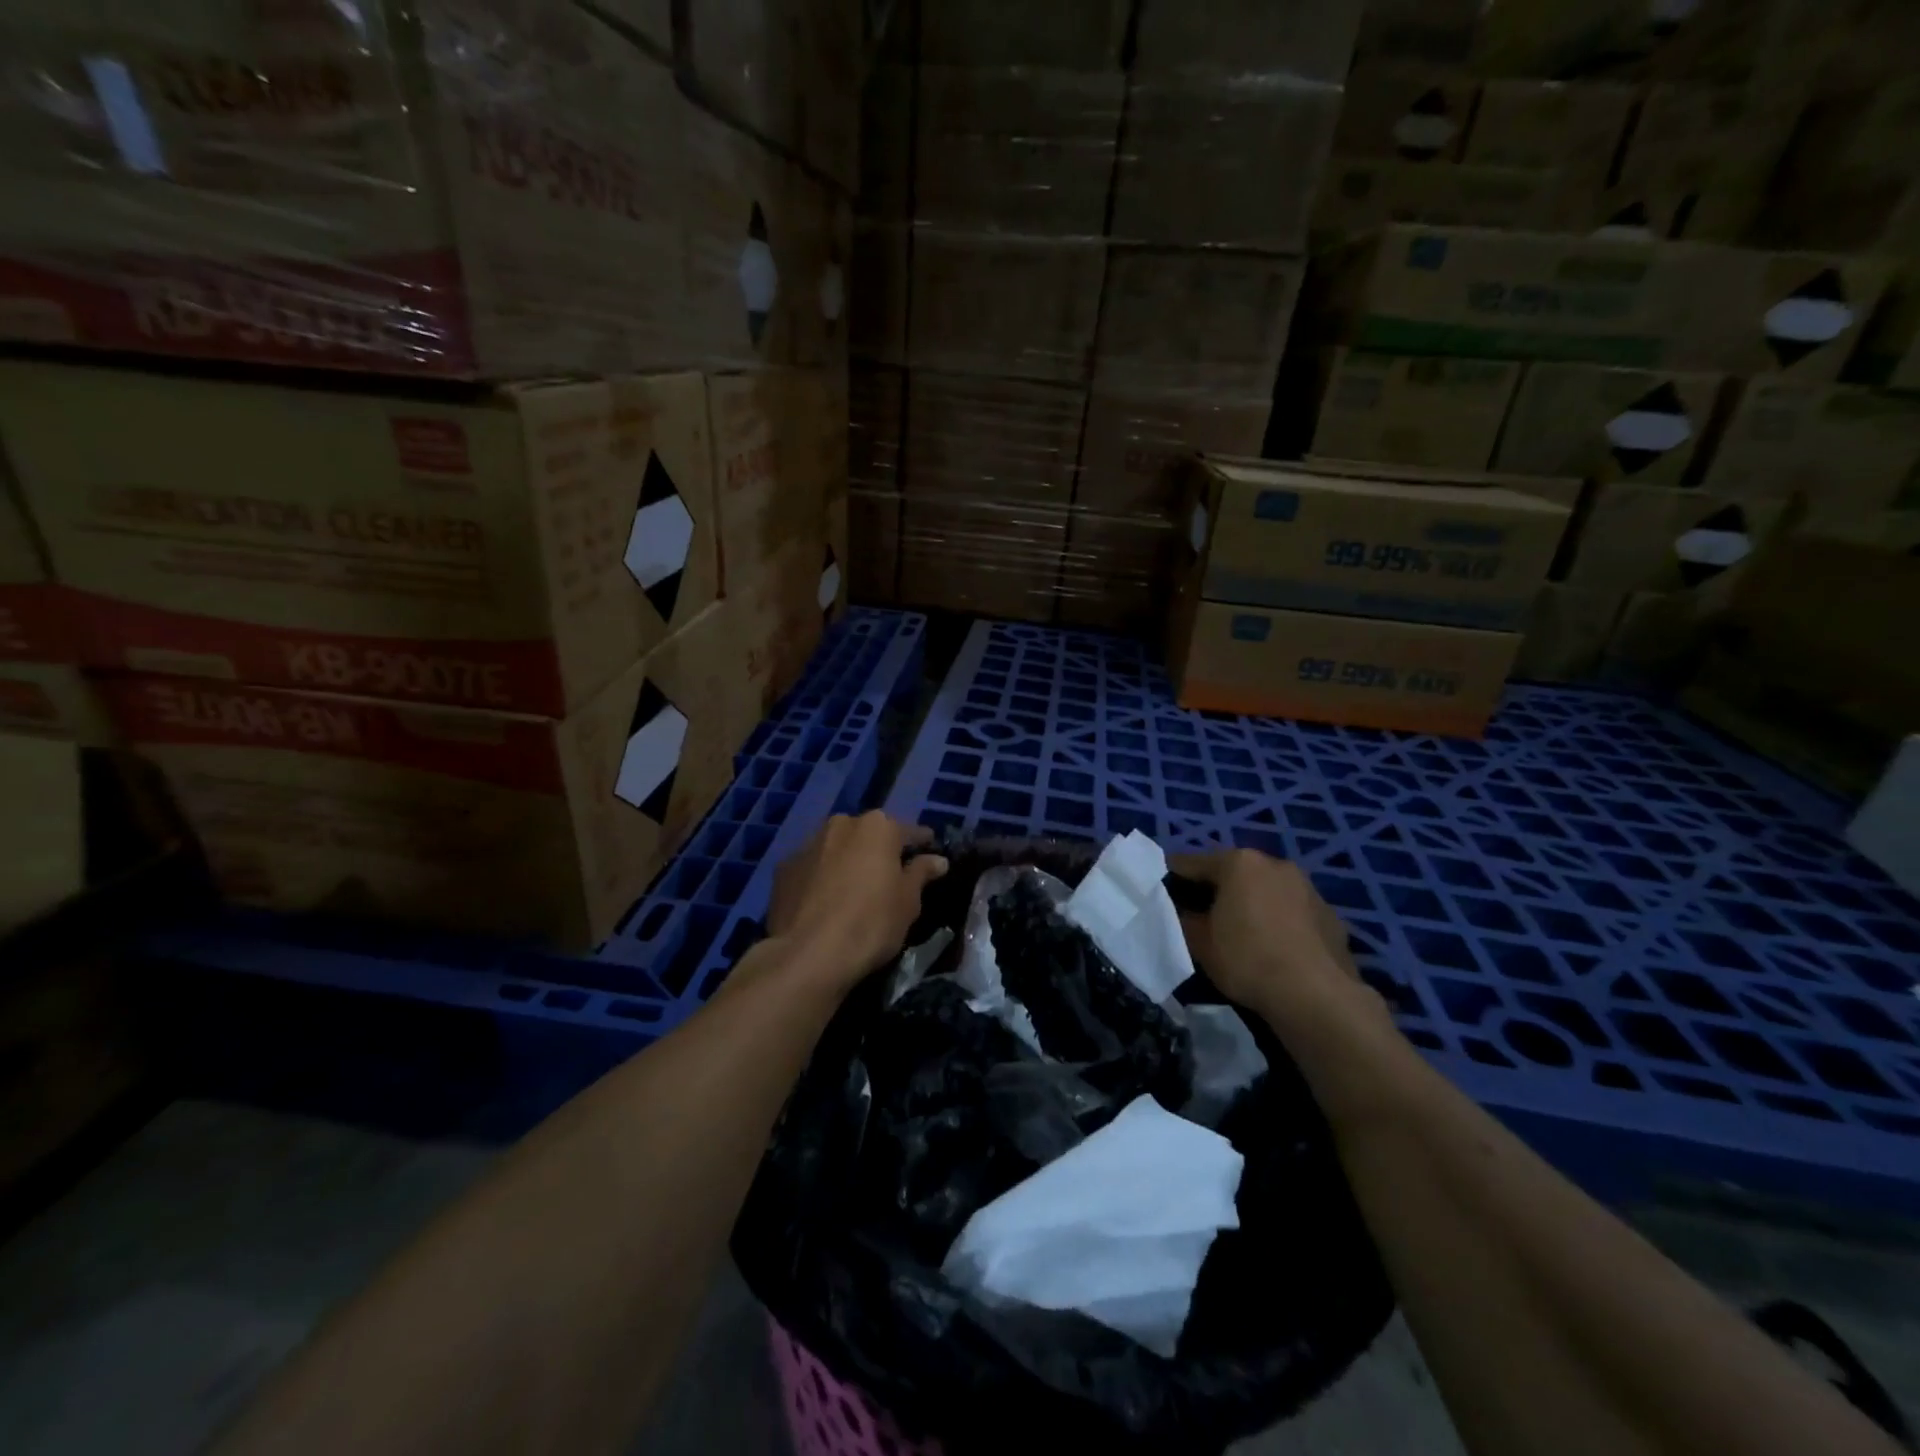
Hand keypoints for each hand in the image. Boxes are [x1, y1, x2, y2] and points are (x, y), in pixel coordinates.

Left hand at [767, 813, 947, 990]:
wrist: (808, 955)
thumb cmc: (871, 923)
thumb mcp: (908, 902)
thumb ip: (921, 874)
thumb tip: (937, 860)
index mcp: (878, 827)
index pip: (909, 831)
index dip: (922, 844)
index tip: (930, 854)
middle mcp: (841, 825)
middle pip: (868, 835)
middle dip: (879, 850)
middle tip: (889, 876)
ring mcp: (808, 845)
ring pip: (837, 848)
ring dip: (847, 862)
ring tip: (854, 890)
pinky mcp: (783, 869)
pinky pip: (813, 868)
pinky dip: (821, 878)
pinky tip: (825, 902)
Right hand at [1173, 849, 1378, 1036]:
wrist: (1316, 996)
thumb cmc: (1247, 959)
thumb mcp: (1199, 942)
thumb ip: (1184, 919)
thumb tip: (1183, 911)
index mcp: (1239, 863)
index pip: (1192, 863)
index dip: (1172, 877)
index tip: (1161, 892)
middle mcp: (1275, 864)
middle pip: (1234, 872)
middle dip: (1216, 889)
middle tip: (1200, 914)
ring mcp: (1308, 888)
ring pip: (1267, 890)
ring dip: (1251, 903)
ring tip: (1240, 932)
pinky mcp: (1330, 915)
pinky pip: (1293, 912)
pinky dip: (1280, 922)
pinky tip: (1275, 948)